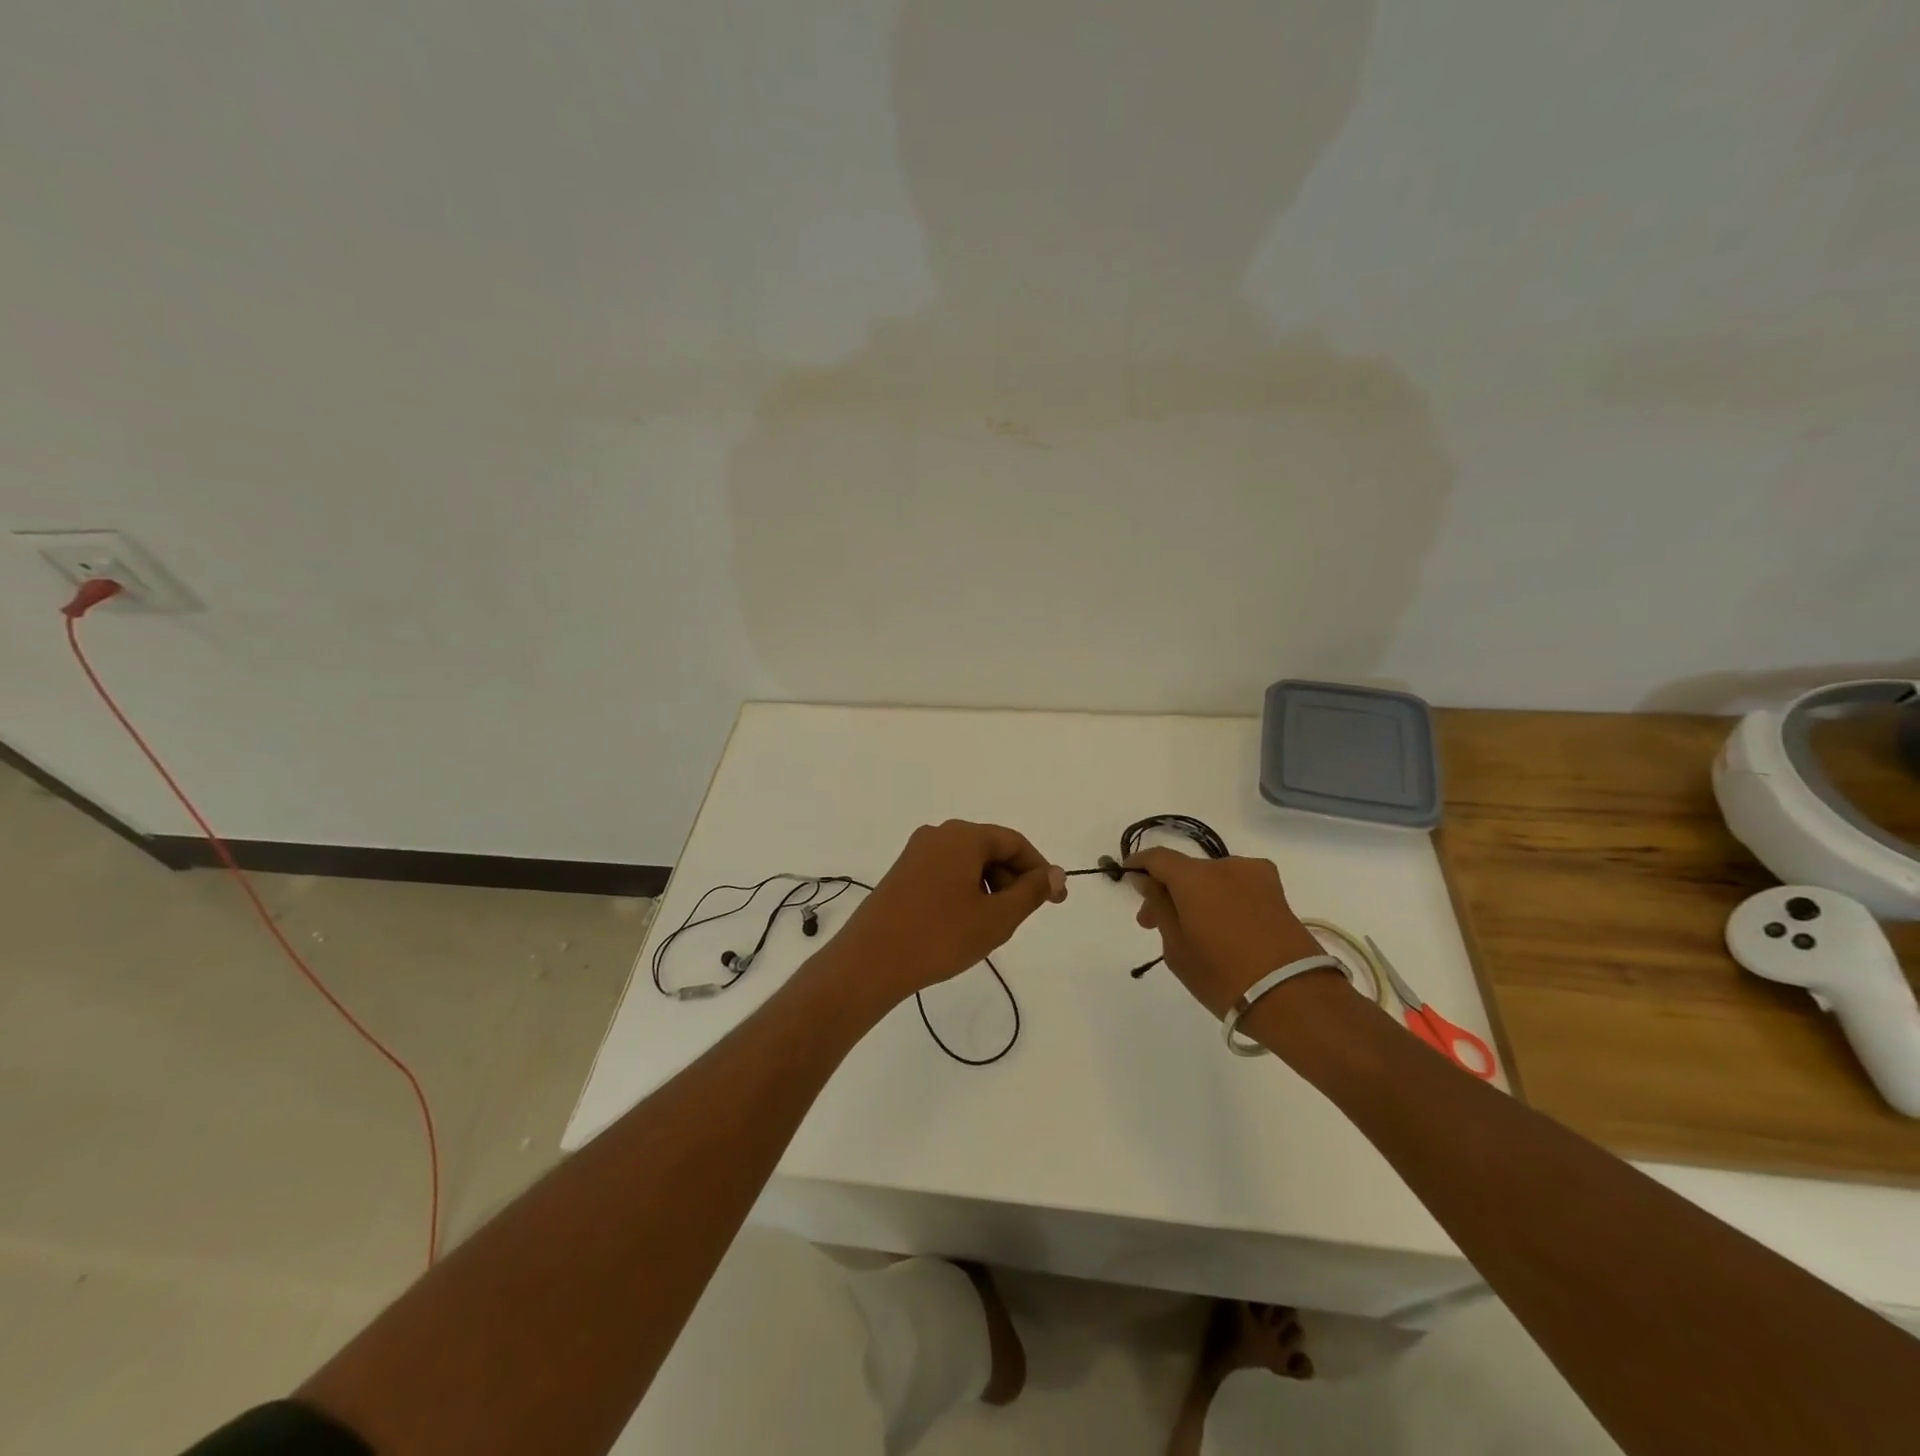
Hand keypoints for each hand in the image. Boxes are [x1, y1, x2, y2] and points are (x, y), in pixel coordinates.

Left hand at [832, 820, 1066, 1004]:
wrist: (871, 961)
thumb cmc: (941, 936)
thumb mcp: (996, 917)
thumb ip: (1031, 892)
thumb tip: (1055, 873)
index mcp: (963, 836)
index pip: (1014, 842)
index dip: (1039, 870)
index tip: (1056, 900)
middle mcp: (938, 834)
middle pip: (990, 849)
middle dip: (1013, 880)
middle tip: (1022, 917)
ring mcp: (916, 853)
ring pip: (968, 862)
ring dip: (989, 888)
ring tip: (992, 925)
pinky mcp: (902, 873)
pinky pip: (946, 873)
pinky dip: (965, 891)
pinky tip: (964, 923)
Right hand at [1125, 849, 1325, 1018]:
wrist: (1296, 999)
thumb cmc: (1224, 977)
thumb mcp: (1176, 948)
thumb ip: (1159, 908)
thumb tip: (1146, 880)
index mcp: (1195, 876)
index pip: (1157, 857)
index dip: (1138, 865)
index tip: (1128, 881)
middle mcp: (1226, 866)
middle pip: (1186, 870)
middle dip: (1166, 891)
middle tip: (1153, 925)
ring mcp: (1256, 878)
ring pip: (1212, 880)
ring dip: (1196, 897)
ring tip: (1193, 933)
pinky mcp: (1278, 894)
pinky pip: (1237, 888)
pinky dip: (1222, 901)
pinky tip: (1223, 931)